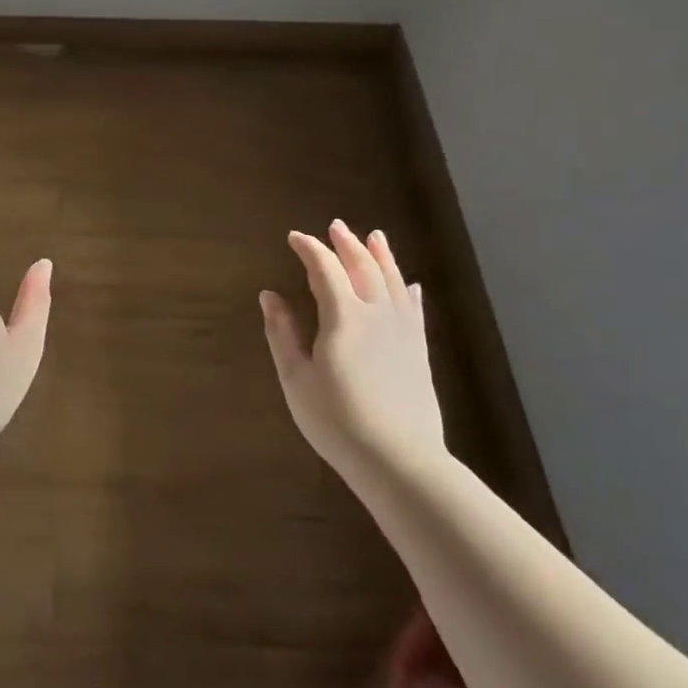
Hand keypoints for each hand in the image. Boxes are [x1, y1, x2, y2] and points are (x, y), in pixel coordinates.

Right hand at [261, 220, 445, 473]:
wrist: (399, 460)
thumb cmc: (337, 421)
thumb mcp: (296, 379)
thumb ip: (282, 333)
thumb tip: (269, 295)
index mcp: (342, 316)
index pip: (324, 268)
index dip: (309, 248)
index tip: (295, 237)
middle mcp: (376, 313)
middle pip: (362, 266)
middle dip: (347, 243)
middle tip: (336, 227)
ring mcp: (402, 331)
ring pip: (392, 281)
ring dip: (381, 255)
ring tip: (375, 236)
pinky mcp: (418, 351)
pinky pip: (414, 309)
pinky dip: (408, 290)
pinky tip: (410, 283)